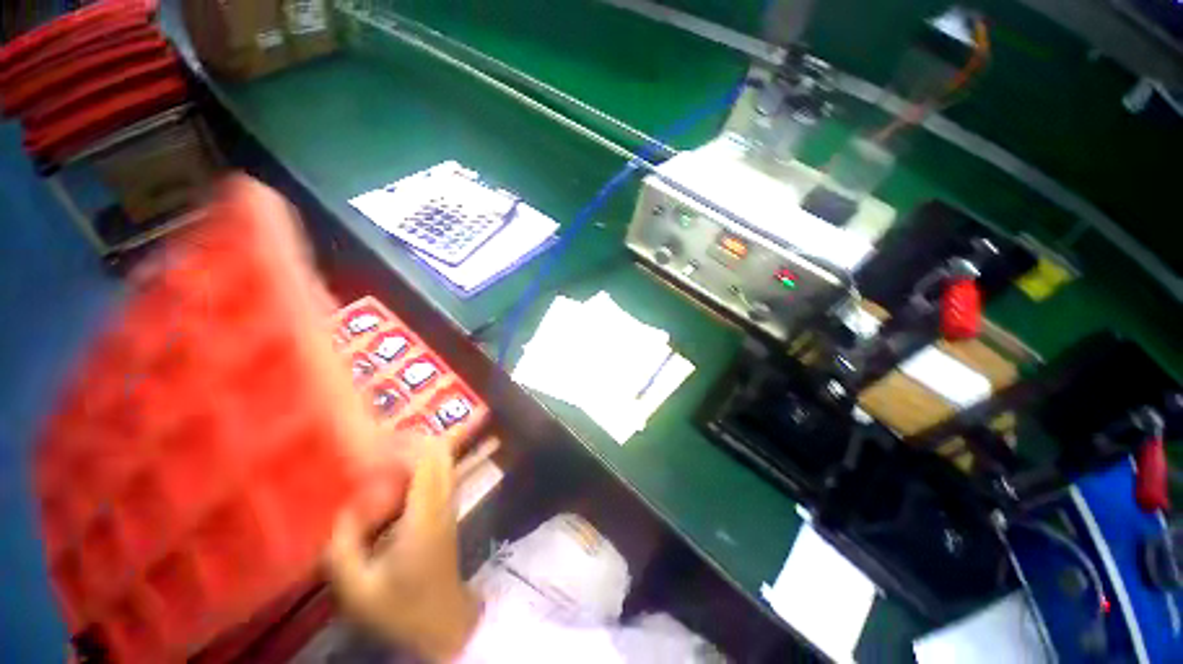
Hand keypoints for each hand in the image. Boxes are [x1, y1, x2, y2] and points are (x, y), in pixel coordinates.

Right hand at [326, 441, 480, 661]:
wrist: (442, 621)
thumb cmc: (402, 608)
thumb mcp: (358, 589)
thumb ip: (342, 548)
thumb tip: (340, 508)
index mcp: (425, 515)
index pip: (426, 460)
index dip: (403, 444)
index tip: (372, 442)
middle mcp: (443, 500)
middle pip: (441, 452)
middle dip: (412, 439)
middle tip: (376, 442)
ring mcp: (450, 503)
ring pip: (443, 459)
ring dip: (418, 449)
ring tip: (383, 453)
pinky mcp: (448, 509)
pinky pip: (440, 473)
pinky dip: (422, 463)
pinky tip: (395, 474)